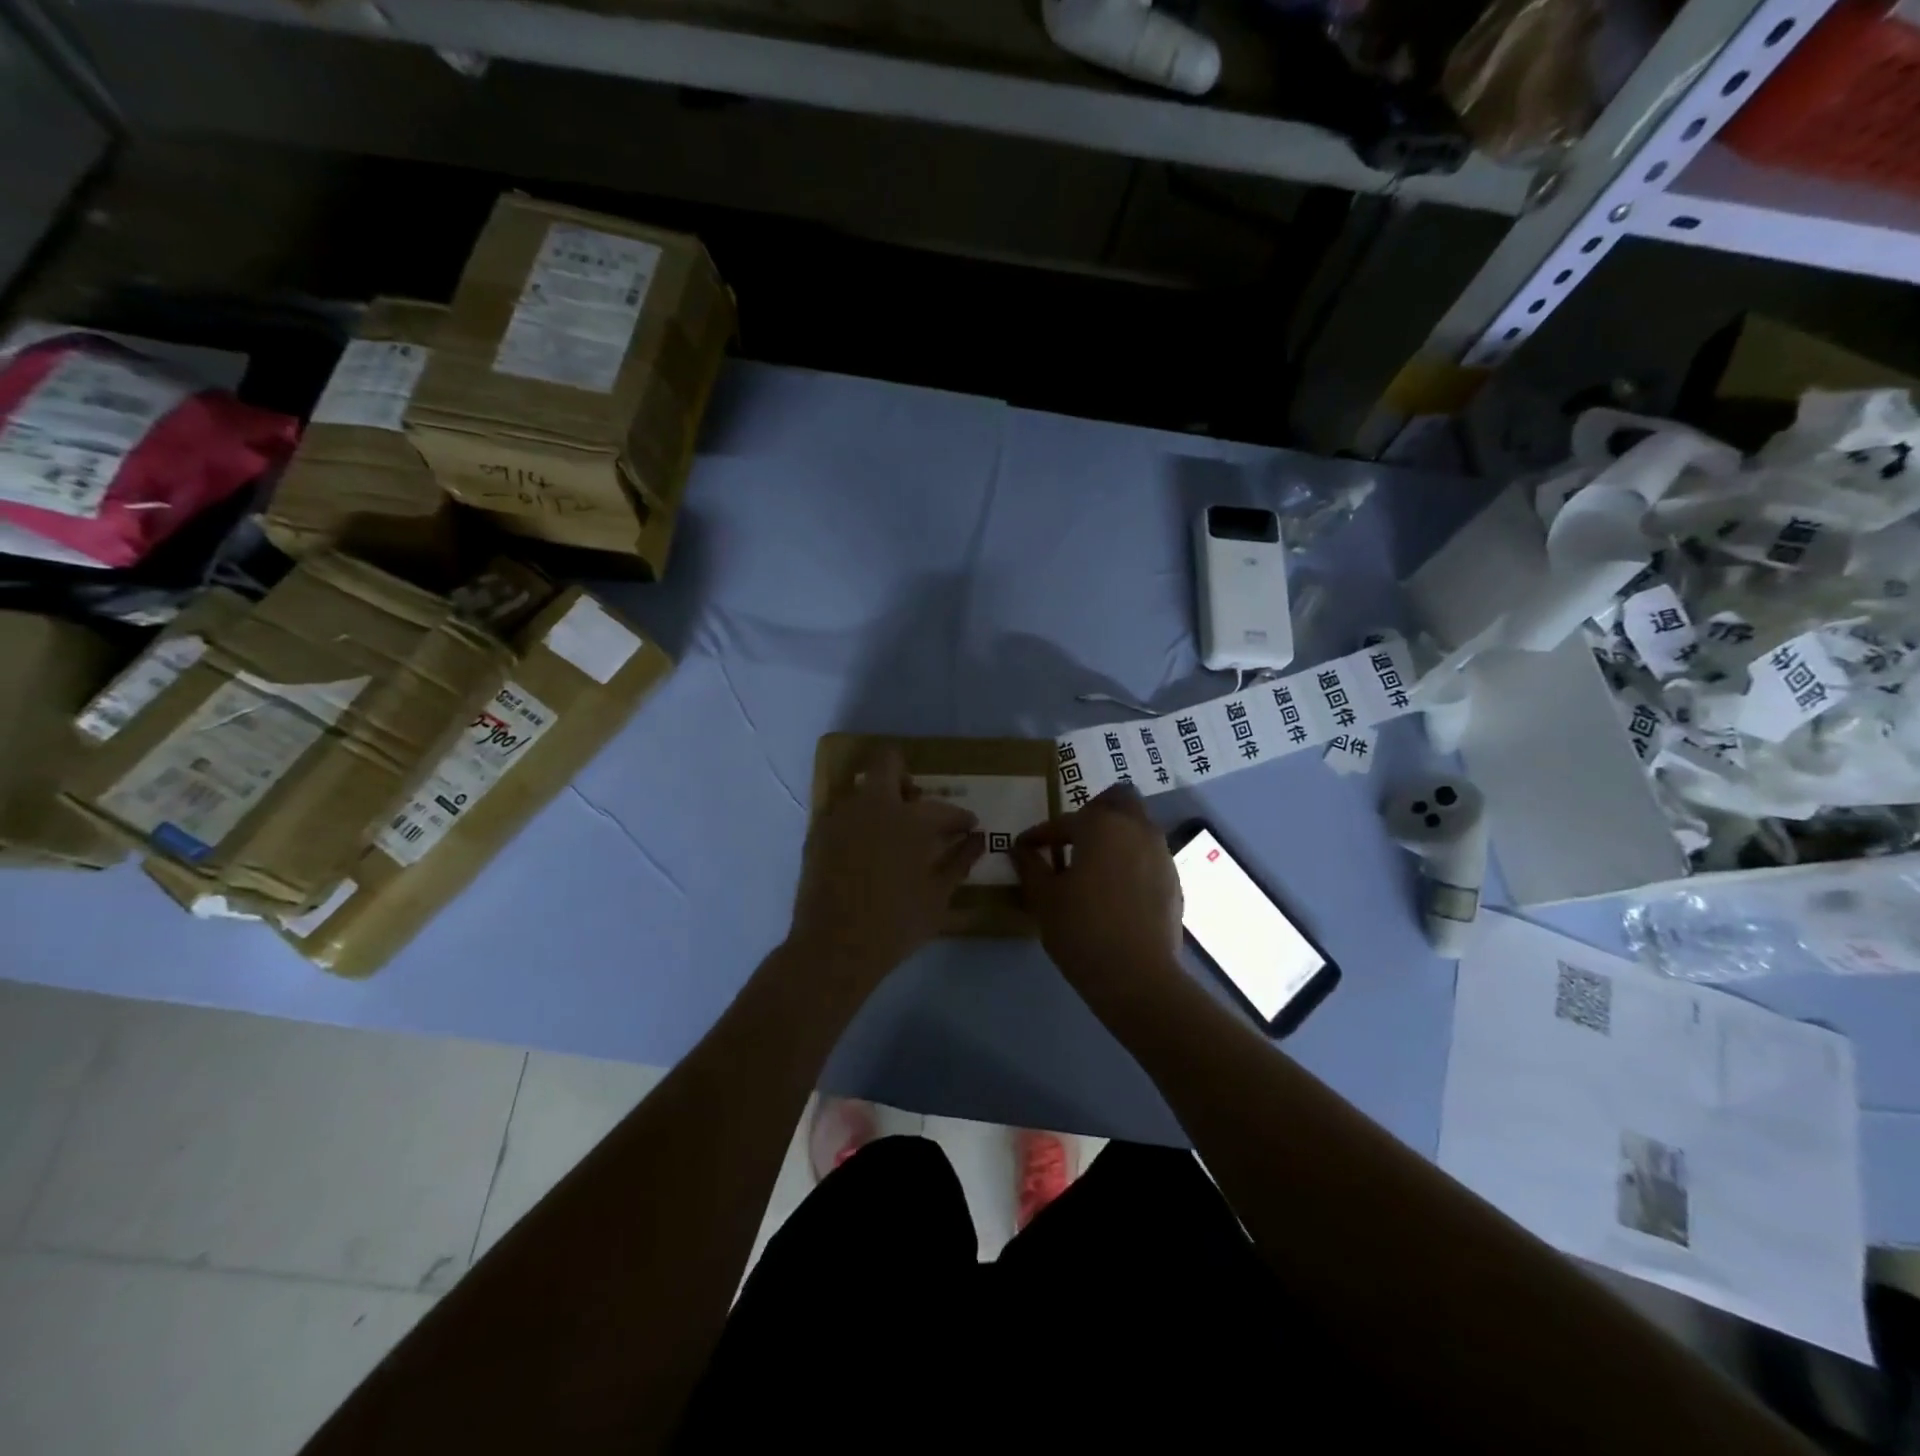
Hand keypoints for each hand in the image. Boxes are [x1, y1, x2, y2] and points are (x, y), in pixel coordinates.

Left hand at [788, 744, 984, 989]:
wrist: (834, 947)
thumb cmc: (896, 924)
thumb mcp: (938, 896)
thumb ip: (960, 861)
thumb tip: (978, 839)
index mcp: (908, 819)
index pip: (942, 808)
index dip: (960, 816)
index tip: (968, 826)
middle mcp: (872, 805)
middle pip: (887, 763)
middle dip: (905, 776)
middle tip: (917, 804)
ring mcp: (840, 817)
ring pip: (863, 789)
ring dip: (881, 800)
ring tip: (892, 832)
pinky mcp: (818, 834)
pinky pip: (843, 813)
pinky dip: (859, 822)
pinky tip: (866, 850)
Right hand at [1013, 785, 1184, 1004]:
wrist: (1137, 977)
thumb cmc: (1082, 930)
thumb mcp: (1044, 898)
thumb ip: (1031, 866)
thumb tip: (1021, 850)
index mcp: (1101, 826)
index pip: (1063, 822)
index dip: (1040, 835)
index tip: (1025, 848)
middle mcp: (1136, 829)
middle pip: (1119, 800)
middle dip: (1094, 812)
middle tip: (1072, 839)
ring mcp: (1161, 853)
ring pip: (1138, 826)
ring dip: (1116, 835)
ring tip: (1093, 865)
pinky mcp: (1174, 879)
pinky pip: (1149, 854)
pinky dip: (1131, 859)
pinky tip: (1115, 888)